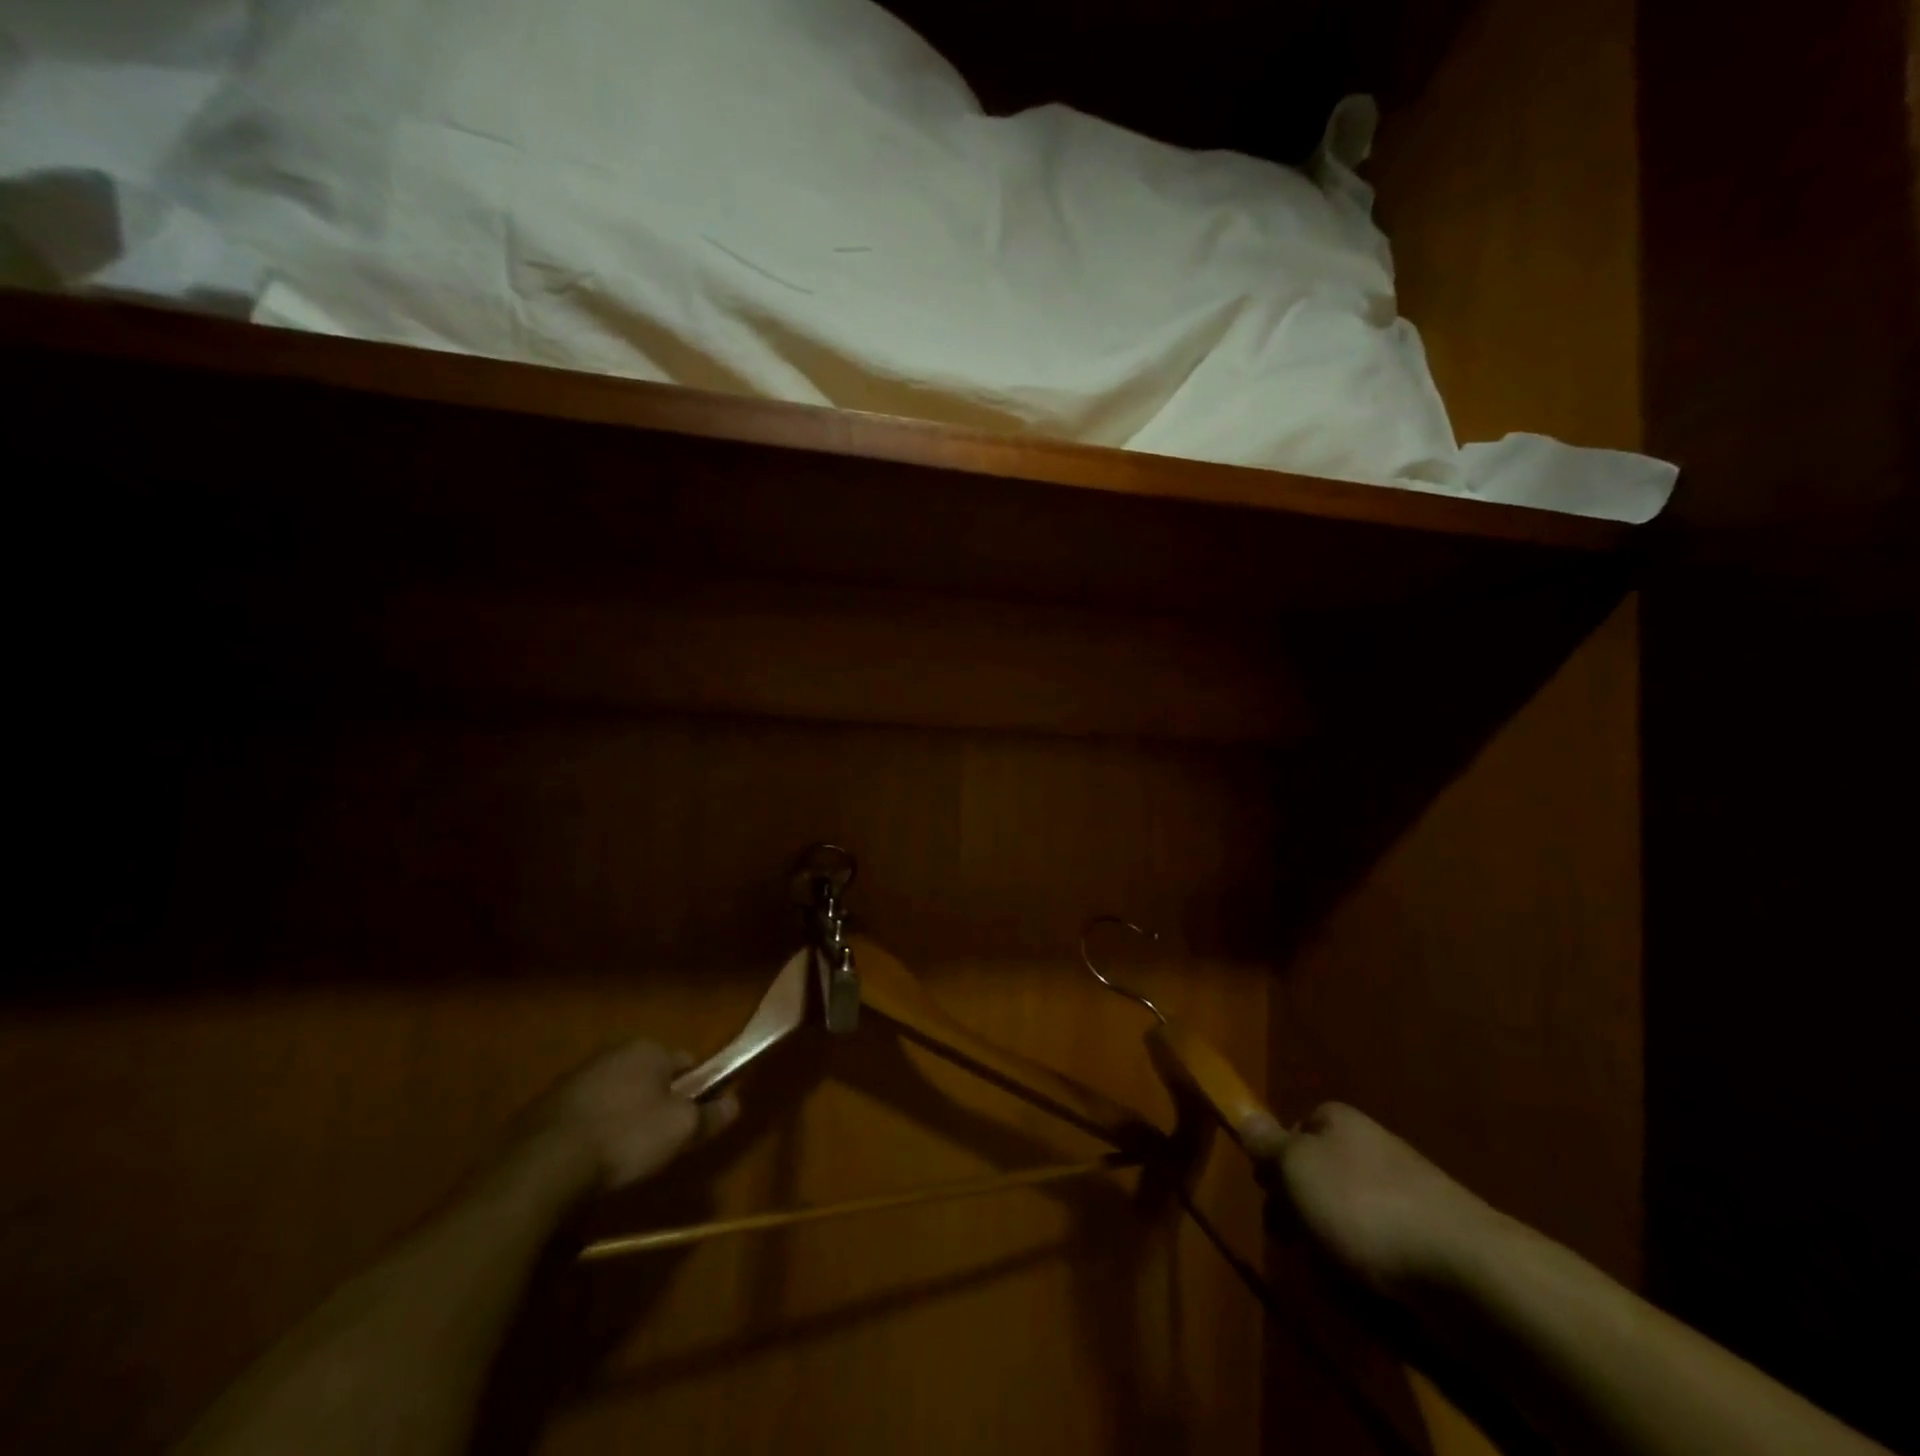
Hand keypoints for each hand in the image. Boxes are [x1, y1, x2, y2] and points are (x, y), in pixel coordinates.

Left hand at [517, 1039, 740, 1192]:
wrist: (542, 1166)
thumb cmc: (625, 1137)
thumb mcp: (680, 1130)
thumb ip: (710, 1115)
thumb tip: (736, 1103)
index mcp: (648, 1049)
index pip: (687, 1062)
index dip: (696, 1090)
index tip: (694, 1120)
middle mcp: (612, 1053)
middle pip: (649, 1077)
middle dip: (657, 1103)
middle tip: (660, 1141)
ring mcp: (575, 1078)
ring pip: (615, 1095)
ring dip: (623, 1117)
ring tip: (623, 1156)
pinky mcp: (546, 1106)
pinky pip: (585, 1115)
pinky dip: (592, 1131)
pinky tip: (591, 1161)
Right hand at [1260, 1102, 1504, 1300]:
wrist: (1468, 1271)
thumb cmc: (1363, 1205)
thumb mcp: (1296, 1168)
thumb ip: (1267, 1144)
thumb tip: (1244, 1113)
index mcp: (1339, 1120)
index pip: (1296, 1129)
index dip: (1277, 1162)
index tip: (1268, 1196)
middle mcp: (1373, 1147)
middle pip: (1322, 1175)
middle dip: (1305, 1211)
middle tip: (1294, 1244)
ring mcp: (1409, 1194)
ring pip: (1352, 1217)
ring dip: (1336, 1248)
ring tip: (1334, 1278)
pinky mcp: (1437, 1242)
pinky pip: (1387, 1254)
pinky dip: (1374, 1274)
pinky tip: (1373, 1296)